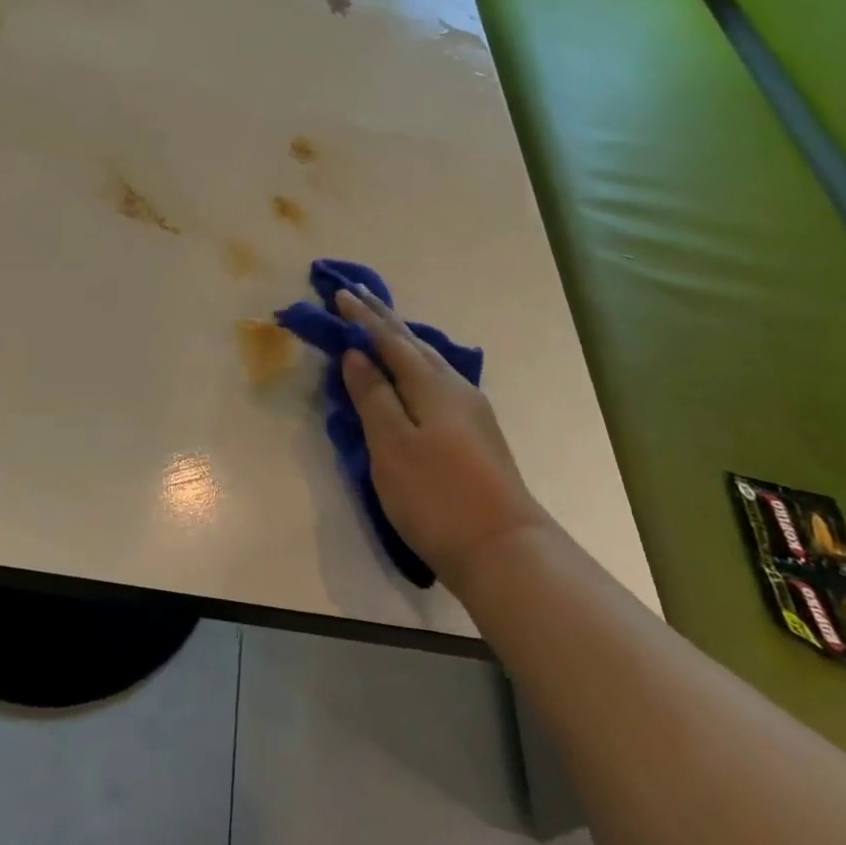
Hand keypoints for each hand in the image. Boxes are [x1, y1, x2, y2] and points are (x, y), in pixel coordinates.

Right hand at [335, 286, 546, 589]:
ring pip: (428, 360)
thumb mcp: (392, 445)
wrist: (505, 551)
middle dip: (383, 318)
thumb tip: (357, 353)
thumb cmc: (437, 496)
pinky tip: (413, 374)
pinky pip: (435, 379)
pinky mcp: (475, 433)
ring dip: (400, 339)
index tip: (340, 293)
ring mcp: (470, 411)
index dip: (363, 317)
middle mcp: (454, 387)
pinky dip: (414, 364)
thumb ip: (373, 396)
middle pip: (412, 343)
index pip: (389, 339)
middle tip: (358, 295)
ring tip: (381, 326)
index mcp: (431, 384)